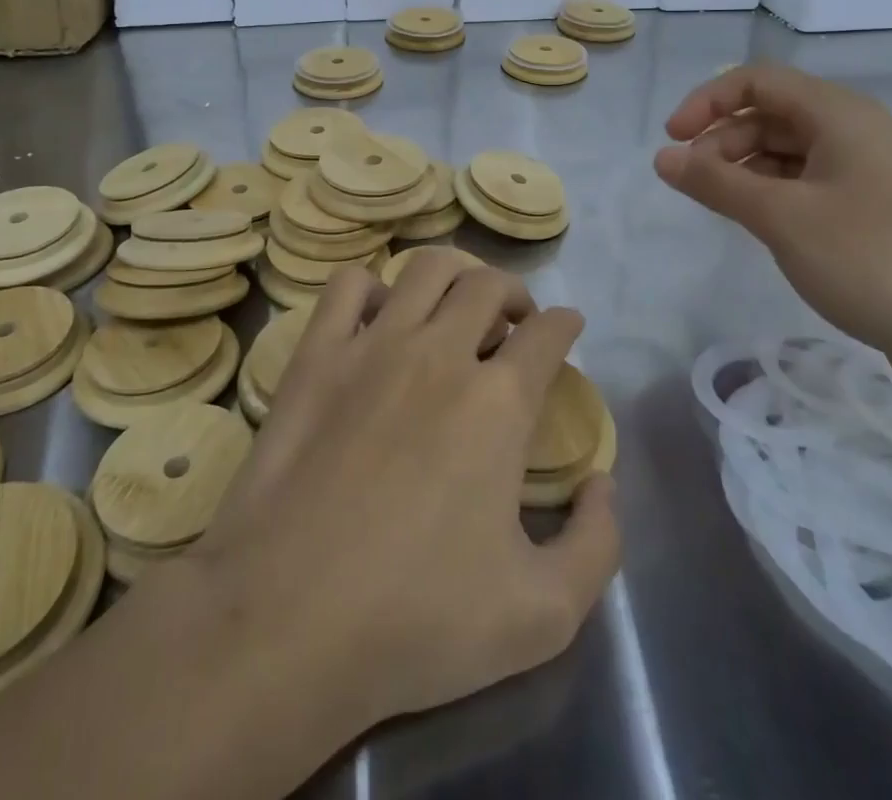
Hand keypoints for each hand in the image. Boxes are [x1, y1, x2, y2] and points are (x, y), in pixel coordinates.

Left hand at [187, 253, 619, 728]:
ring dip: (454, 277)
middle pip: (488, 286)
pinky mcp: (317, 355)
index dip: (565, 325)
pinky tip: (378, 318)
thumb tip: (602, 483)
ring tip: (456, 307)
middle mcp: (440, 353)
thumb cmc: (417, 620)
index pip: (547, 334)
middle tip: (514, 324)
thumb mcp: (544, 615)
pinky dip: (370, 287)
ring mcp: (372, 346)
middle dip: (514, 294)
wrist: (288, 619)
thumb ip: (597, 545)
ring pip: (425, 270)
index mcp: (499, 403)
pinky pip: (347, 286)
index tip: (568, 329)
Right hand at [654, 64, 891, 378]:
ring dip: (743, 168)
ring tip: (720, 207)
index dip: (707, 102)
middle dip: (722, 139)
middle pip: (770, 114)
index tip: (672, 142)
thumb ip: (715, 182)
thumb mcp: (781, 217)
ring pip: (786, 150)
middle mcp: (853, 132)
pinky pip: (806, 183)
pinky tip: (758, 225)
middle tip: (692, 183)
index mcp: (838, 114)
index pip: (756, 81)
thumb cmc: (873, 260)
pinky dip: (771, 193)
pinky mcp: (872, 211)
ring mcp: (866, 172)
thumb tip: (662, 157)